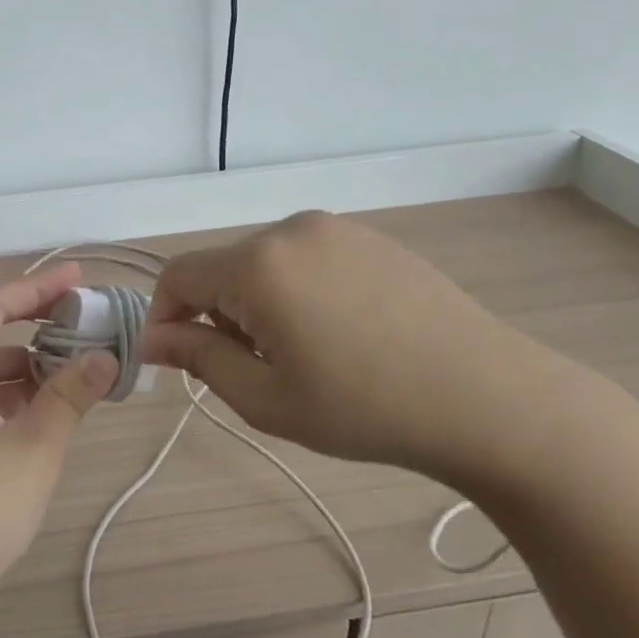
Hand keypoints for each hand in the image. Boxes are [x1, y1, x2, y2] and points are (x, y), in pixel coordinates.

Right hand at [141, 211, 573, 489]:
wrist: (485, 397)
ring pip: (264, 263)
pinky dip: (296, 290)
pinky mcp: (371, 238)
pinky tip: (337, 333)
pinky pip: (306, 258)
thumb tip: (152, 339)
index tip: (177, 362)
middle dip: (217, 315)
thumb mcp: (265, 398)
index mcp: (258, 264)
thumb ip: (198, 359)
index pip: (178, 276)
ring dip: (257, 304)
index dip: (165, 318)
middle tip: (253, 370)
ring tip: (301, 354)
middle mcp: (291, 230)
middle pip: (222, 268)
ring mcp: (337, 229)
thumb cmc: (364, 408)